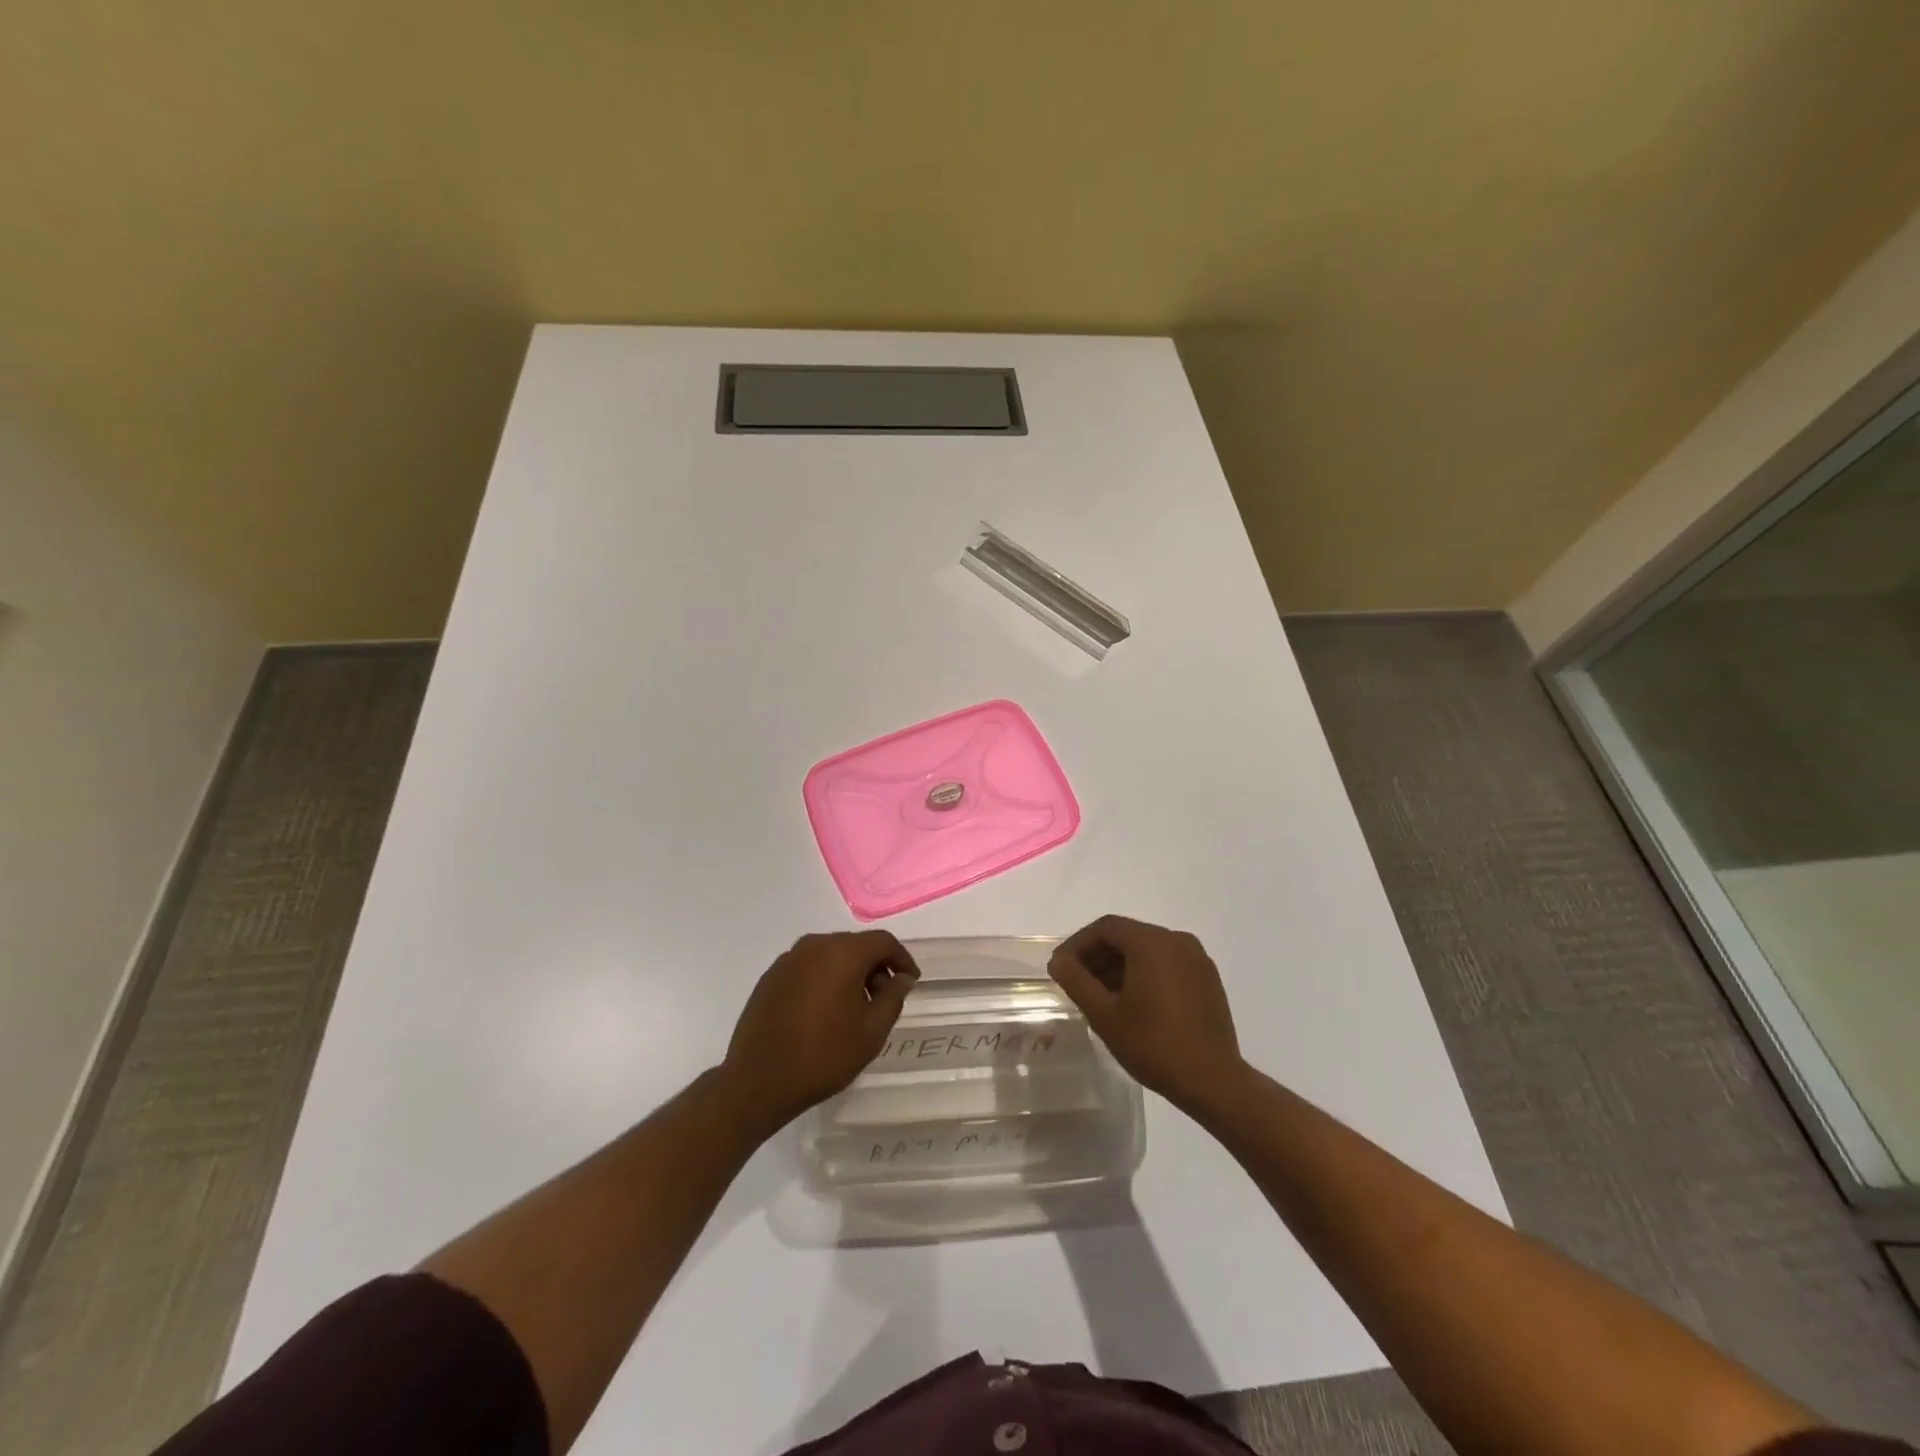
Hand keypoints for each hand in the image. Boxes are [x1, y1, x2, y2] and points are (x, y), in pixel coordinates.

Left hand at [721, 931, 919, 1134]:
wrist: (758, 1081)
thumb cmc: (823, 1055)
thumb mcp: (871, 1031)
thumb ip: (893, 997)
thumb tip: (901, 978)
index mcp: (842, 953)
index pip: (882, 941)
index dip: (902, 959)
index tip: (910, 981)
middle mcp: (814, 946)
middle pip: (855, 945)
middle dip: (875, 966)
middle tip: (884, 998)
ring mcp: (788, 959)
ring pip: (830, 954)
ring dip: (849, 972)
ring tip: (855, 1007)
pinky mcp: (771, 976)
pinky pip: (808, 967)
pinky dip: (825, 978)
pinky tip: (825, 1010)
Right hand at [1049, 915, 1243, 1110]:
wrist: (1213, 1081)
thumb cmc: (1153, 1045)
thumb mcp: (1104, 1014)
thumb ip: (1076, 981)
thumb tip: (1058, 961)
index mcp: (1152, 942)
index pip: (1105, 928)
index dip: (1077, 944)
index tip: (1061, 968)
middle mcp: (1177, 940)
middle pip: (1127, 936)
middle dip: (1098, 955)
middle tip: (1077, 982)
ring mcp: (1196, 958)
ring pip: (1147, 949)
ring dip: (1119, 965)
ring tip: (1101, 995)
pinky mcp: (1207, 978)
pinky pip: (1167, 963)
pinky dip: (1144, 973)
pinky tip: (1133, 1001)